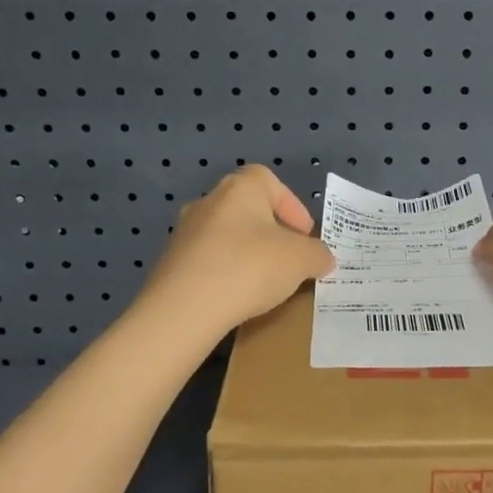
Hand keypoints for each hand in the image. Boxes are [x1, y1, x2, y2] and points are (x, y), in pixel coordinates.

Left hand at [141, 165, 334, 335]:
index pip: (271, 183)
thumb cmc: (250, 267)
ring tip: (265, 285)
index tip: (304, 238)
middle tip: (289, 261)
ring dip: (247, 255)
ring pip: (227, 237)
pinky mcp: (170, 264)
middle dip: (271, 234)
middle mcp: (208, 200)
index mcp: (240, 187)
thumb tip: (322, 258)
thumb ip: (318, 255)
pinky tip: (236, 298)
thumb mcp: (301, 260)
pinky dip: (226, 275)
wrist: (184, 309)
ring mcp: (184, 232)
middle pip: (248, 210)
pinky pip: (208, 262)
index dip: (292, 207)